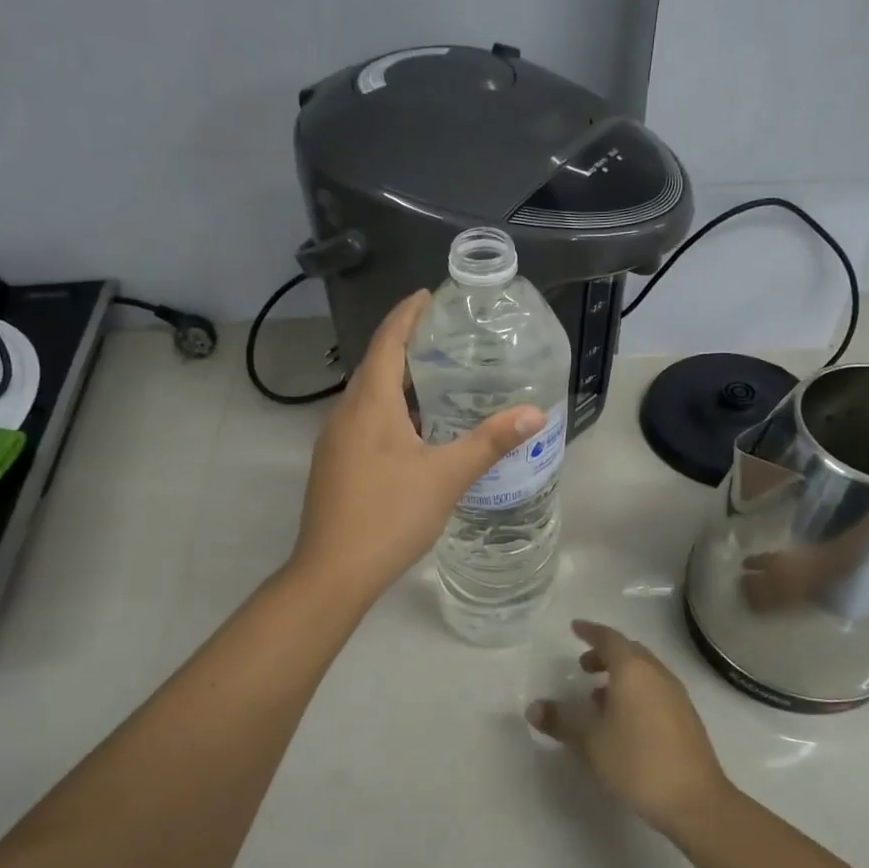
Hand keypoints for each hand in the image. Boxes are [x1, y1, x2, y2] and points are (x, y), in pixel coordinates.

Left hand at [291, 290, 542, 605]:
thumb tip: (535, 413)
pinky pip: (363, 421)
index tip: (429, 295)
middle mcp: (345, 414)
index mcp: (370, 404)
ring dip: (397, 380)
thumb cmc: (390, 515)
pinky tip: (414, 430)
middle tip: (445, 336)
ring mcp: (334, 441)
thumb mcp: (447, 477)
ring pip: (368, 396)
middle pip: (375, 365)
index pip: (387, 341)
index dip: (407, 315)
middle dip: (405, 344)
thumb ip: (490, 442)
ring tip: (436, 378)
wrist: (332, 572)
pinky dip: (388, 410)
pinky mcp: (333, 465)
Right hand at [526, 620, 734, 833]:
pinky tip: (624, 719)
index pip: (609, 638)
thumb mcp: (591, 742)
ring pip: (644, 671)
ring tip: (598, 697)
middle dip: (605, 654)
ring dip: (621, 675)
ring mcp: (676, 694)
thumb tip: (534, 708)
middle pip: (629, 652)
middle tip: (583, 666)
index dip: (590, 631)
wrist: (695, 800)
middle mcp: (657, 674)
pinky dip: (635, 691)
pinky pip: (655, 689)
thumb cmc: (637, 762)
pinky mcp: (686, 716)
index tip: (575, 628)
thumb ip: (561, 721)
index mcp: (633, 670)